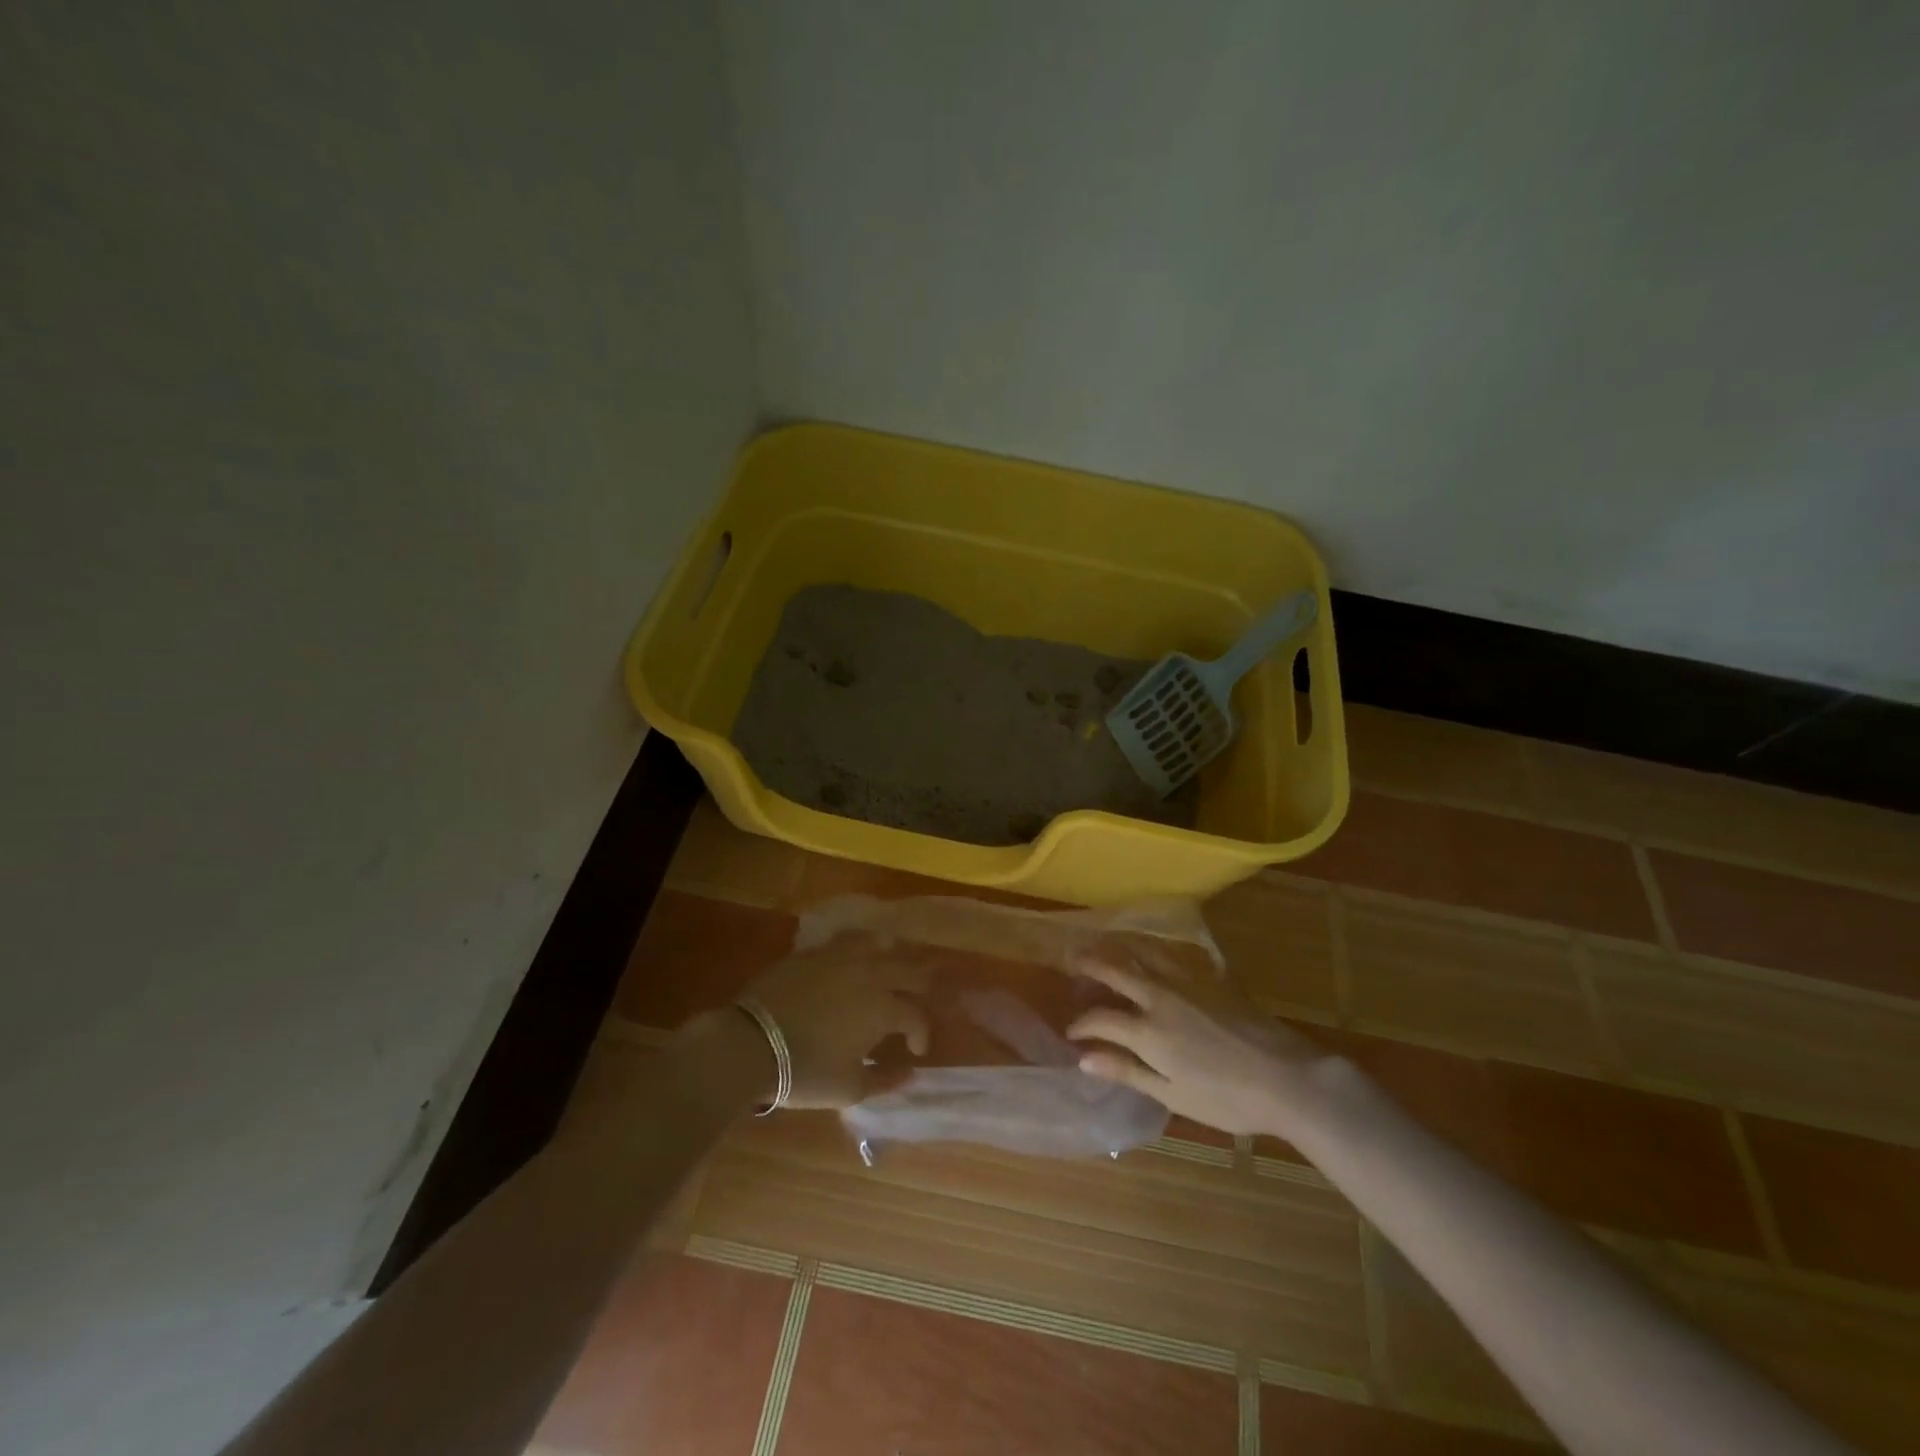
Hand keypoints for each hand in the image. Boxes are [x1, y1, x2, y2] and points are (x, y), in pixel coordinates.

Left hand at [740, 938, 932, 1108]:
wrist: (751, 1042)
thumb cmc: (806, 1070)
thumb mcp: (849, 1088)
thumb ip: (885, 1079)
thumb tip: (909, 1073)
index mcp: (883, 1007)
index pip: (916, 1015)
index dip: (921, 1033)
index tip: (915, 1050)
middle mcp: (869, 974)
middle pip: (907, 969)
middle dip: (919, 984)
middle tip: (919, 996)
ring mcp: (840, 957)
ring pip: (878, 943)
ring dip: (892, 954)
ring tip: (891, 965)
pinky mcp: (813, 952)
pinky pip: (845, 940)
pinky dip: (858, 946)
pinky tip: (854, 957)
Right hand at [1066, 960, 1330, 1138]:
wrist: (1288, 1077)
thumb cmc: (1227, 1098)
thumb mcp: (1173, 1094)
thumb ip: (1127, 1071)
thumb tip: (1084, 1059)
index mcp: (1148, 1031)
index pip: (1101, 1019)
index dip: (1081, 1025)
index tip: (1070, 1033)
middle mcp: (1161, 997)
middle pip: (1116, 971)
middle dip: (1089, 964)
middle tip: (1072, 960)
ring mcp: (1187, 982)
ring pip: (1143, 954)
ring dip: (1117, 949)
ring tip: (1102, 946)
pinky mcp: (1212, 978)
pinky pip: (1172, 955)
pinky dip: (1151, 950)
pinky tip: (1149, 952)